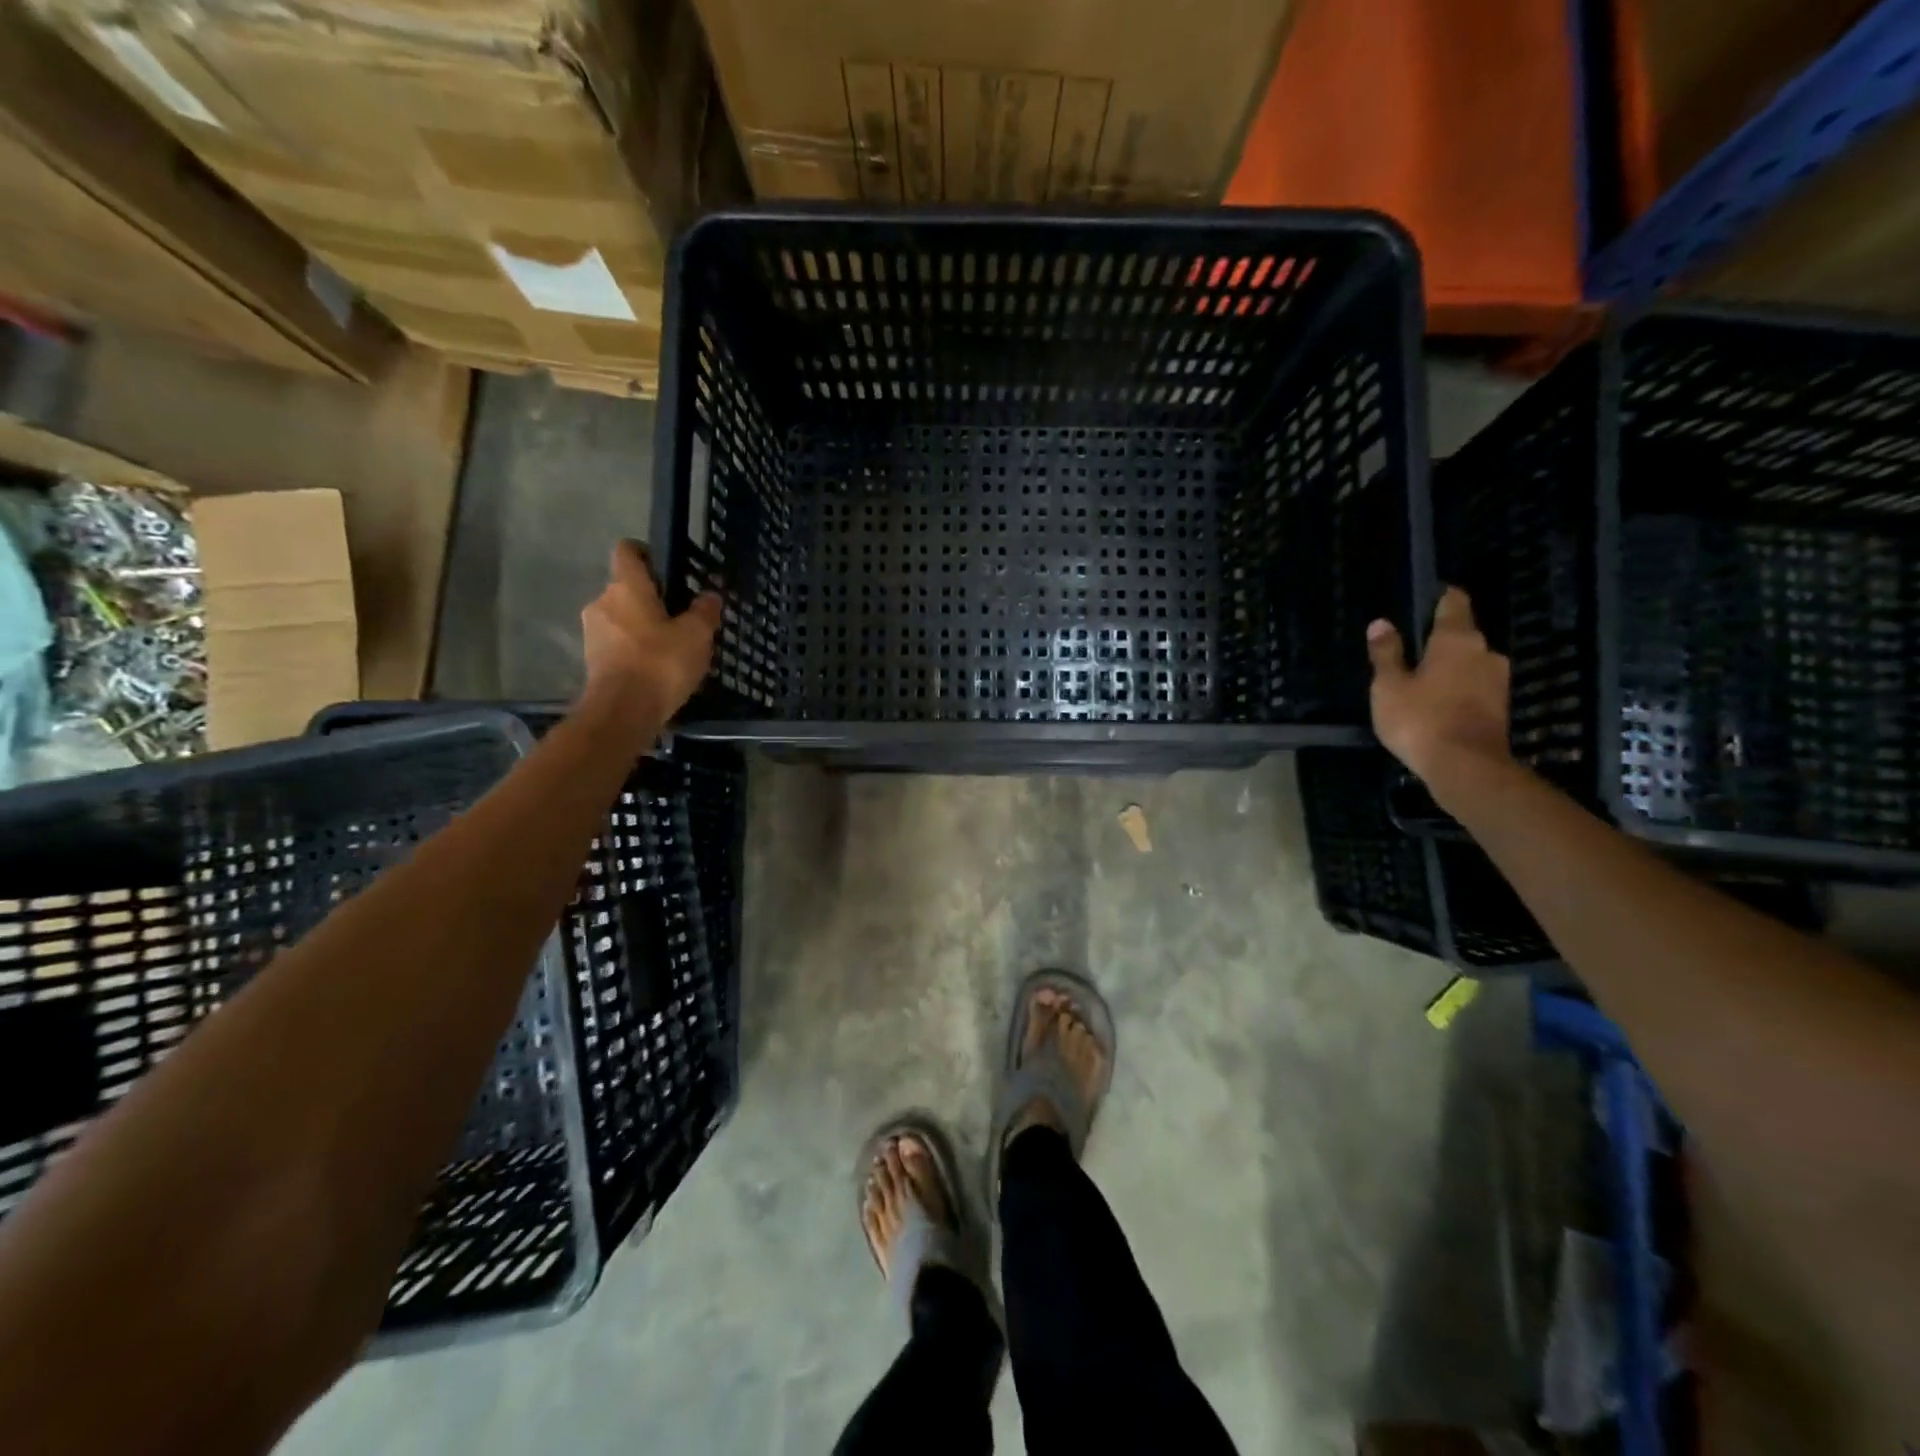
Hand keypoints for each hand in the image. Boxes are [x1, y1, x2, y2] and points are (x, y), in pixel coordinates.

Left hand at [580, 540, 721, 725]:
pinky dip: (634, 650)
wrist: (623, 712)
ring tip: (671, 646)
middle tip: (680, 616)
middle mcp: (602, 602)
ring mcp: (592, 632)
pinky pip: (617, 644)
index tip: (666, 566)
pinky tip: (656, 667)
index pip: (627, 551)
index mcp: (626, 587)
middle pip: (626, 588)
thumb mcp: (697, 635)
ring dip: (642, 627)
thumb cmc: (661, 663)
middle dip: (651, 599)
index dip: (646, 553)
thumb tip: (710, 596)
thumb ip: (704, 611)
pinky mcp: (592, 660)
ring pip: (621, 618)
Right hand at [1366, 587, 1511, 786]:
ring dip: (1450, 667)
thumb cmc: (1420, 719)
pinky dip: (1458, 688)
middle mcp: (1485, 652)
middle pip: (1462, 635)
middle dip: (1440, 640)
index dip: (1441, 598)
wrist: (1465, 766)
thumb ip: (1386, 654)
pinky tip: (1438, 702)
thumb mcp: (1388, 686)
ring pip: (1470, 662)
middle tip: (1413, 649)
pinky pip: (1475, 686)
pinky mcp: (1500, 706)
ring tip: (1422, 679)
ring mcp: (1498, 680)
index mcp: (1456, 640)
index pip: (1454, 603)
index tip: (1427, 598)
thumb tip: (1381, 623)